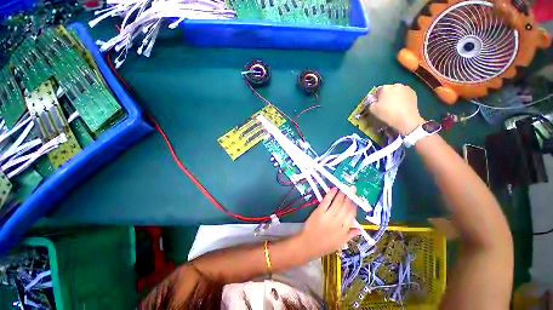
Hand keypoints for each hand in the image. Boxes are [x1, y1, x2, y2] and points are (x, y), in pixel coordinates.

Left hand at [297, 188, 361, 258]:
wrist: (308, 245)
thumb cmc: (324, 245)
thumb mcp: (340, 243)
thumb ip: (350, 235)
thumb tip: (360, 229)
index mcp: (344, 230)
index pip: (351, 215)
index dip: (354, 205)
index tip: (356, 198)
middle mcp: (338, 222)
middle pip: (345, 207)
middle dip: (350, 196)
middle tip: (352, 188)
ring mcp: (328, 216)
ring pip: (337, 203)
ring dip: (342, 194)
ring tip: (345, 187)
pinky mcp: (319, 212)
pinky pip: (327, 201)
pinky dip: (331, 194)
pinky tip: (334, 189)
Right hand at [369, 84, 425, 134]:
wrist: (406, 119)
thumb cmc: (387, 114)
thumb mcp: (372, 110)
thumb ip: (370, 103)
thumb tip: (372, 100)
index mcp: (384, 88)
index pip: (377, 90)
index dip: (376, 97)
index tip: (376, 104)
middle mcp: (395, 85)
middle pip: (388, 89)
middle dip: (386, 95)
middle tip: (385, 105)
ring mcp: (406, 88)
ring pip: (397, 91)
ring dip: (395, 96)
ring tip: (394, 106)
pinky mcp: (414, 93)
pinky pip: (404, 94)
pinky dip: (402, 98)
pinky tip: (401, 106)